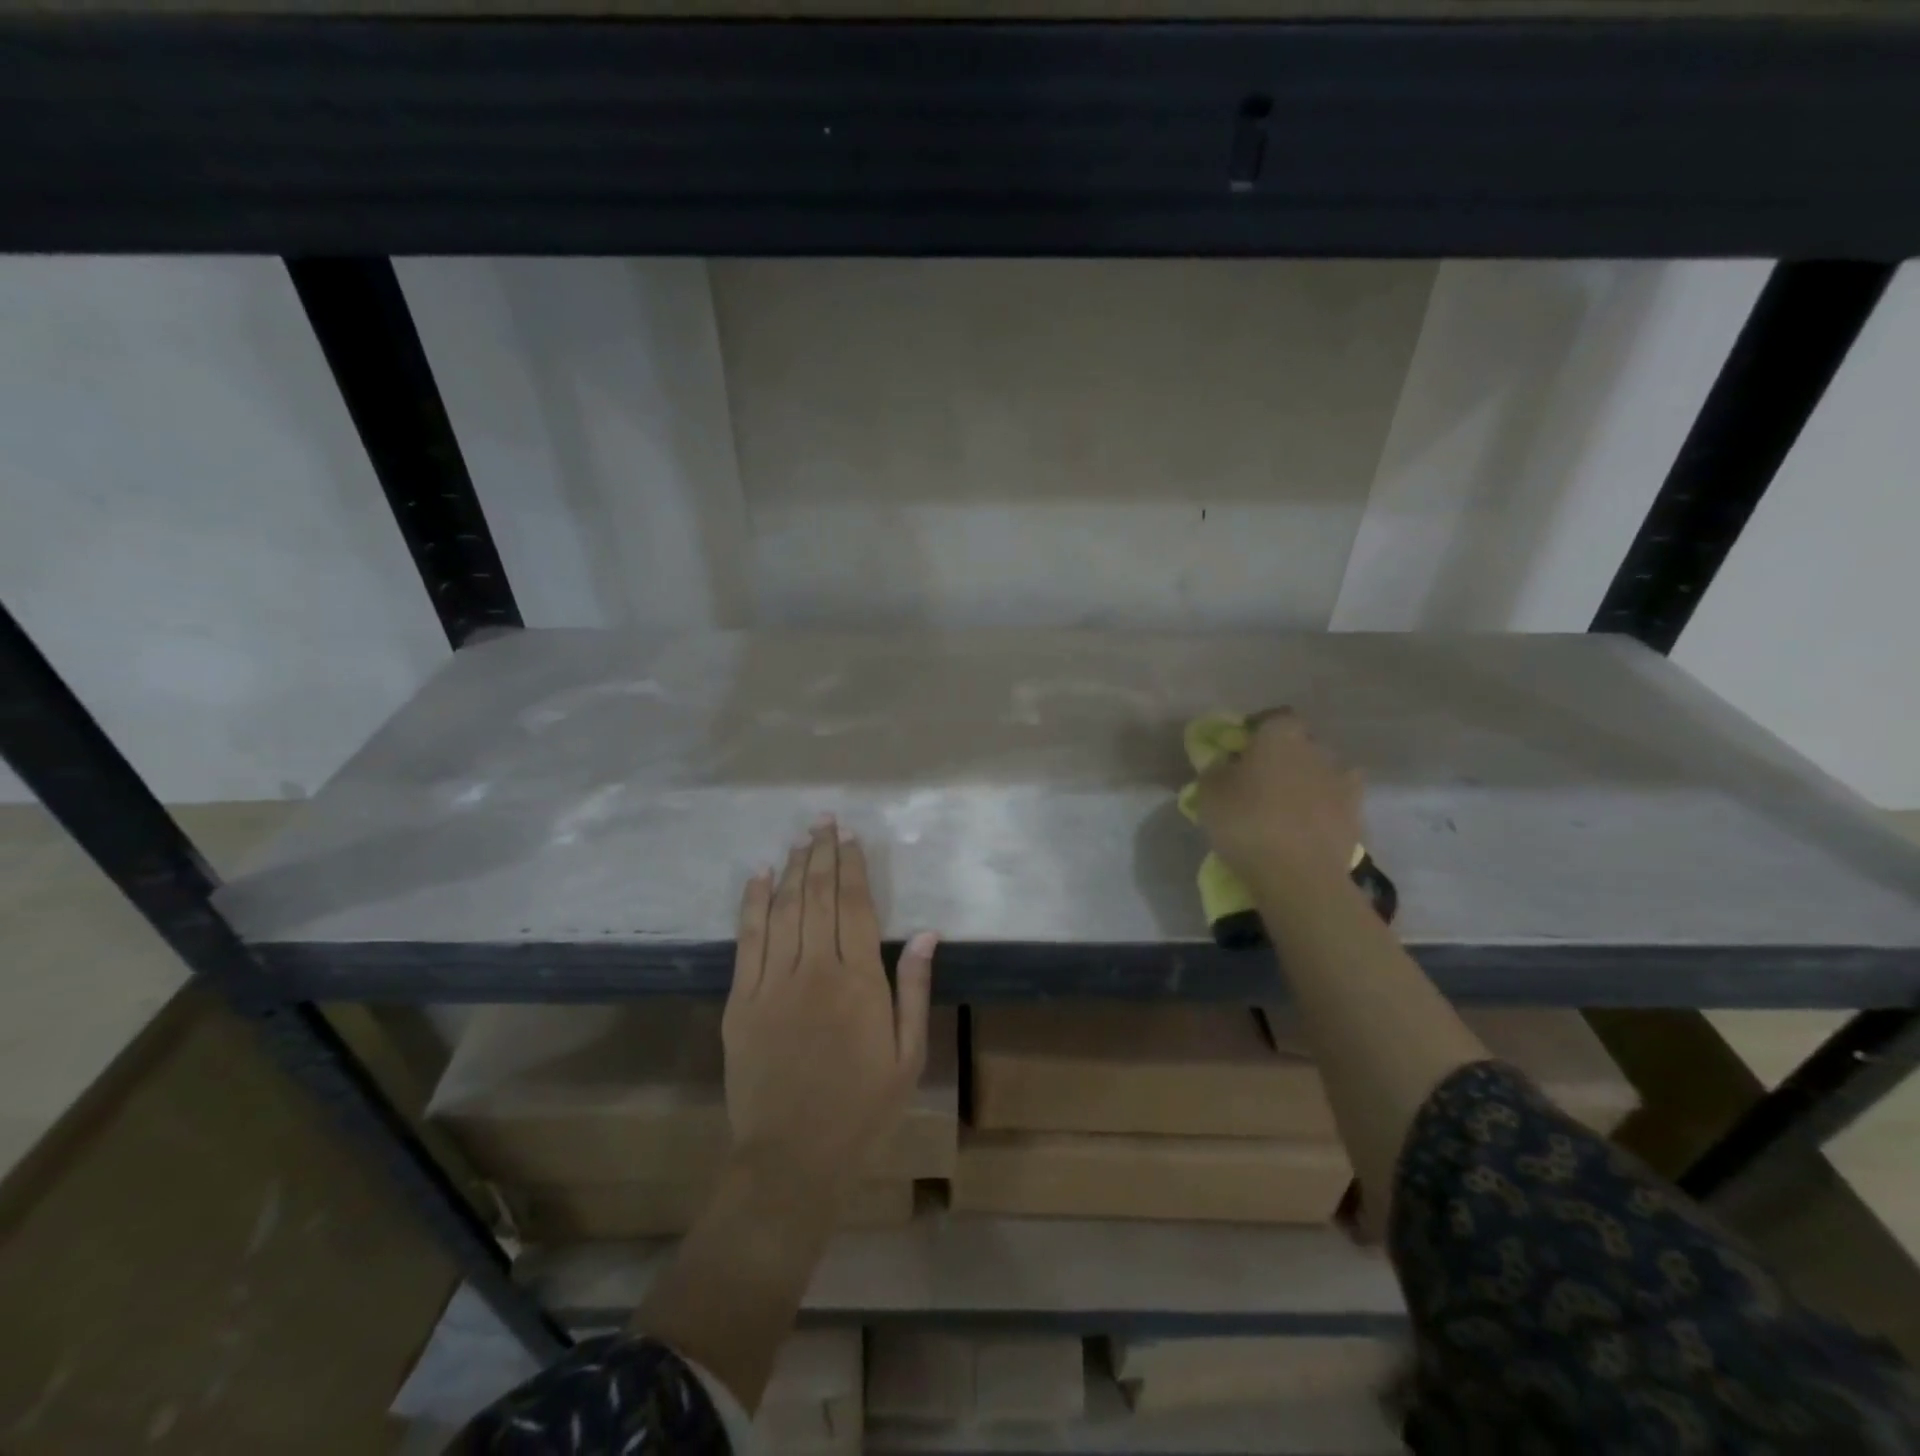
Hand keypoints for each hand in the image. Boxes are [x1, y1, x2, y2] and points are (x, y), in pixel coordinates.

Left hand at [723, 818, 935, 1195]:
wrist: (792, 1158)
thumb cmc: (862, 1109)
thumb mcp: (908, 1056)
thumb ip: (914, 990)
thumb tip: (925, 933)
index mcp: (858, 981)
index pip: (854, 906)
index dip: (853, 867)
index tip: (851, 838)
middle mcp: (814, 970)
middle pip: (817, 897)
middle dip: (822, 855)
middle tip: (824, 822)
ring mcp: (771, 983)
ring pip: (783, 910)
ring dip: (792, 869)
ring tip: (799, 839)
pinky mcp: (740, 1001)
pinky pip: (747, 940)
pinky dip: (752, 903)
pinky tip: (758, 876)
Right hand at [1196, 709, 1362, 884]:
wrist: (1298, 875)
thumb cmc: (1246, 821)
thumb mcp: (1209, 792)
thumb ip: (1216, 769)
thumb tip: (1226, 763)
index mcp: (1281, 734)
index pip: (1273, 717)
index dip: (1257, 730)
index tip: (1241, 748)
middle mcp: (1317, 749)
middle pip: (1299, 744)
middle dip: (1283, 756)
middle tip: (1260, 780)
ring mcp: (1343, 782)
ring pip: (1321, 773)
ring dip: (1306, 783)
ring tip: (1286, 807)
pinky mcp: (1356, 816)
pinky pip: (1335, 804)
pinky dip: (1323, 810)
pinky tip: (1307, 827)